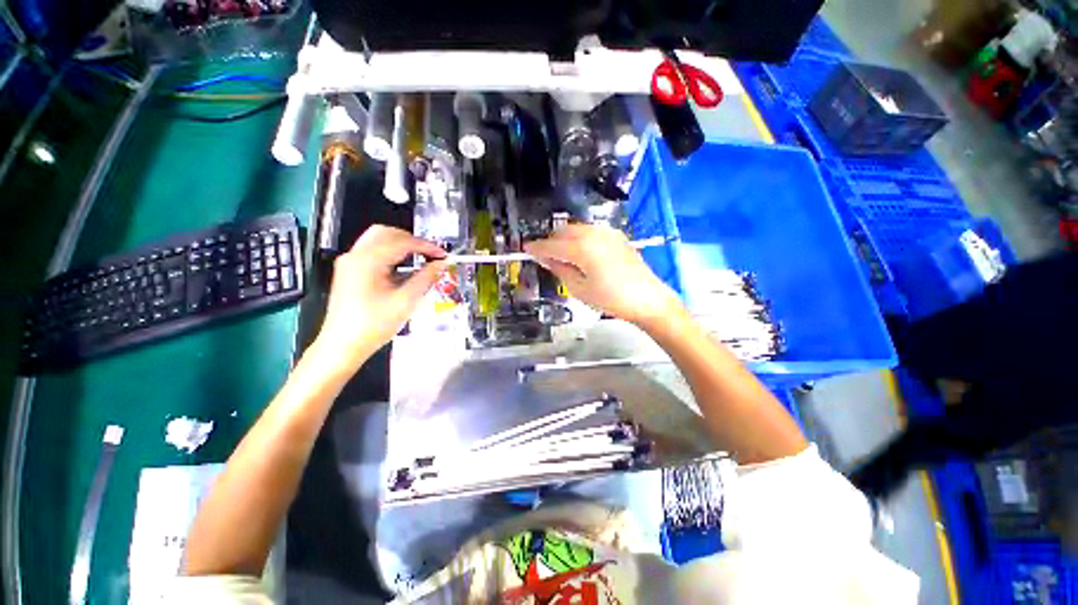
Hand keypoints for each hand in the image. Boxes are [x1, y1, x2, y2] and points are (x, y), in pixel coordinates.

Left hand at [314, 225, 445, 369]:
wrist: (342, 346)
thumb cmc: (373, 325)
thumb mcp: (405, 301)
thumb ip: (426, 278)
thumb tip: (441, 264)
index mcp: (367, 261)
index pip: (402, 242)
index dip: (426, 246)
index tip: (442, 254)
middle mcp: (355, 256)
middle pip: (387, 233)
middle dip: (412, 241)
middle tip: (430, 254)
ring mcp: (350, 262)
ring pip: (378, 240)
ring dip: (401, 245)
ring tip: (420, 259)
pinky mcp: (349, 271)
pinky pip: (372, 251)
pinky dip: (390, 253)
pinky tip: (403, 268)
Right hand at [524, 224, 683, 325]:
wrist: (647, 299)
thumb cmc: (611, 299)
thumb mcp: (579, 289)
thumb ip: (560, 269)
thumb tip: (546, 259)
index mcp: (582, 248)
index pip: (552, 245)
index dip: (537, 247)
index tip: (526, 248)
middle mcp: (593, 234)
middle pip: (563, 232)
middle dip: (551, 241)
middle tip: (544, 255)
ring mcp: (607, 233)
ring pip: (577, 229)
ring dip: (565, 238)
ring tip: (561, 255)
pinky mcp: (616, 236)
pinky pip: (590, 231)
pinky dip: (579, 238)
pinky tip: (580, 252)